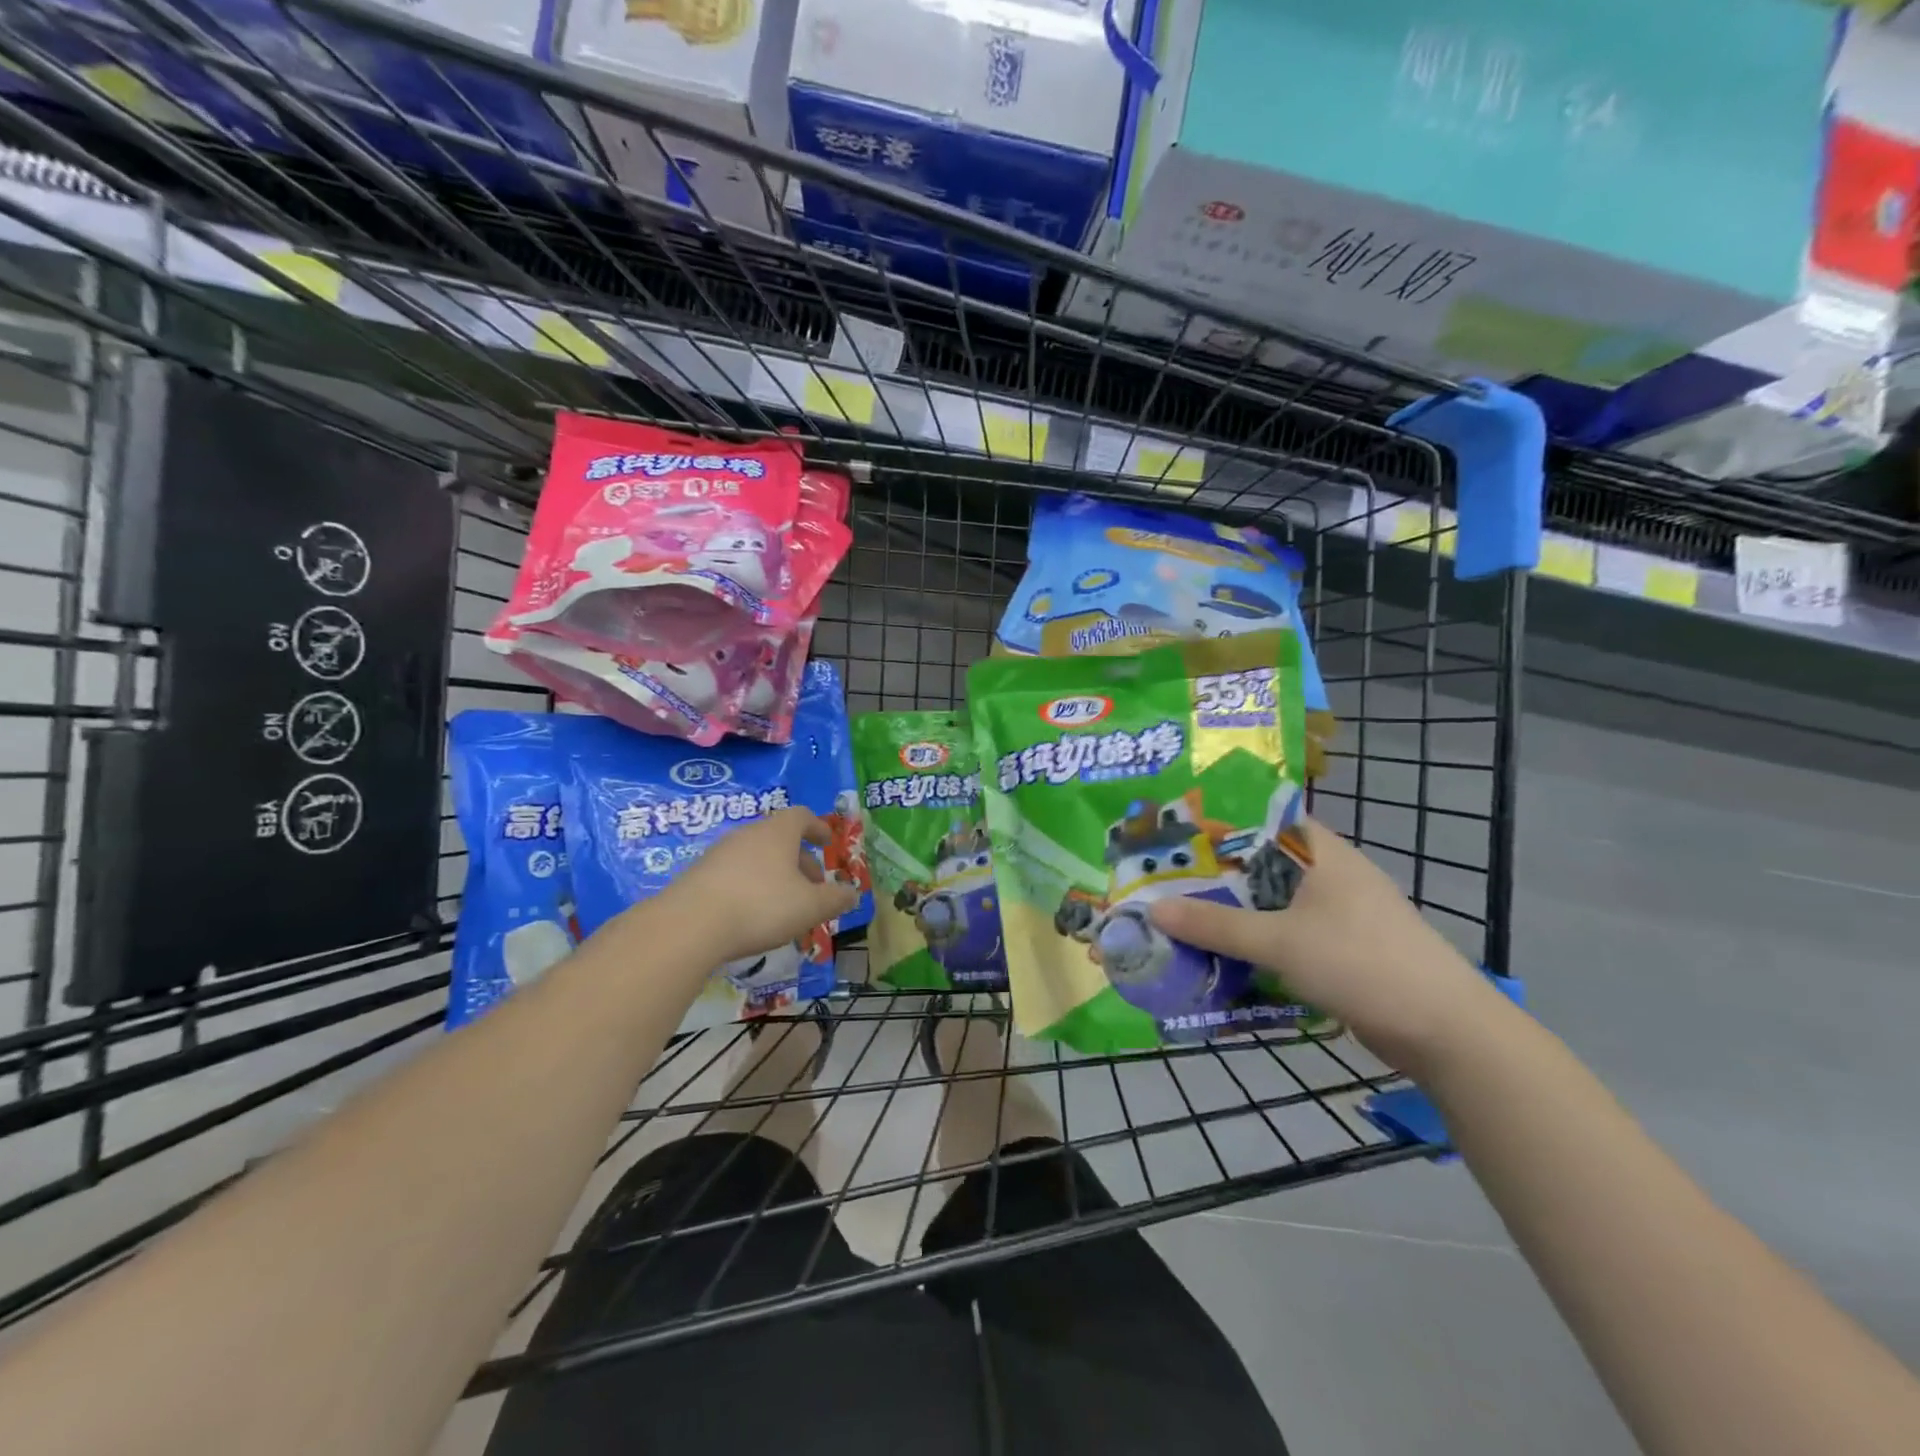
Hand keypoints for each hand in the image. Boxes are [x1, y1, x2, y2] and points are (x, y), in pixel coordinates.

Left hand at [662, 809, 860, 967]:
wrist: (689, 925)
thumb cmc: (761, 906)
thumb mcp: (810, 907)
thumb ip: (835, 899)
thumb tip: (852, 894)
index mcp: (777, 832)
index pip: (801, 816)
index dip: (817, 827)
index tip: (827, 843)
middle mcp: (748, 834)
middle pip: (779, 839)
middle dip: (800, 861)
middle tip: (813, 887)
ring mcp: (719, 853)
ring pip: (757, 858)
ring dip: (776, 876)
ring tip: (785, 906)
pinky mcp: (698, 875)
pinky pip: (735, 874)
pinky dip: (751, 887)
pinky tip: (752, 915)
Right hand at [1148, 818, 1501, 1072]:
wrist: (1445, 1031)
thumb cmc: (1361, 963)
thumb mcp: (1280, 941)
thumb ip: (1215, 924)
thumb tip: (1153, 908)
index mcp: (1319, 851)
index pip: (1258, 818)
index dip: (1213, 823)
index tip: (1168, 834)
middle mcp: (1327, 872)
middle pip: (1256, 864)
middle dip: (1210, 875)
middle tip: (1159, 881)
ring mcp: (1336, 912)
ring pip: (1268, 902)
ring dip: (1229, 913)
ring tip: (1178, 917)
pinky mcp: (1339, 947)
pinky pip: (1282, 933)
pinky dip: (1252, 941)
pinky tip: (1219, 955)